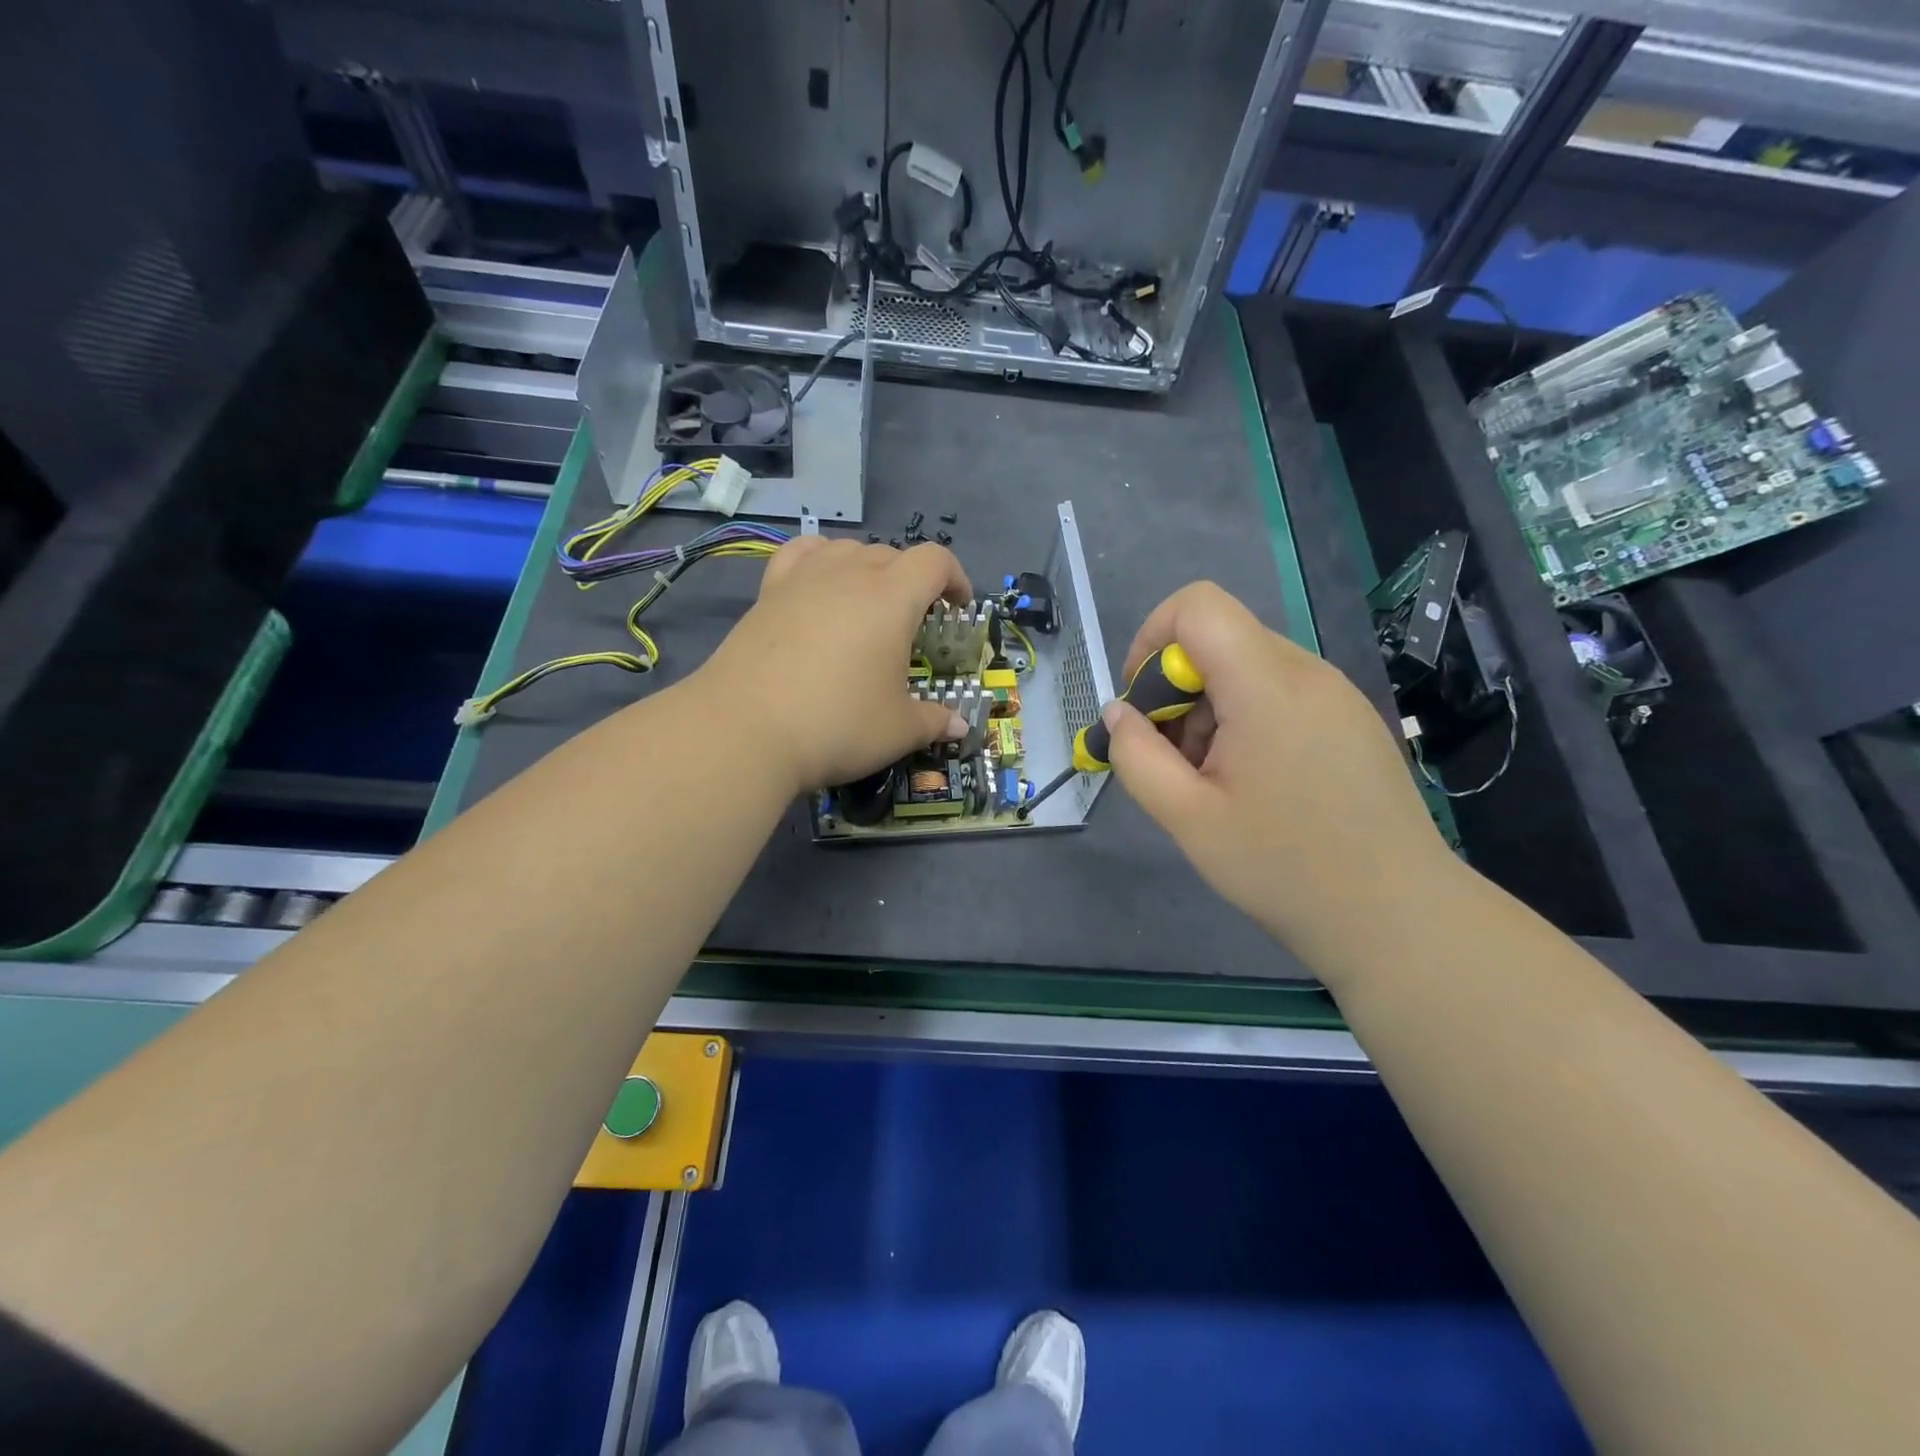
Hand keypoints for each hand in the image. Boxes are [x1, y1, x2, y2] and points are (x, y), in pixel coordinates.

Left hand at [693, 536, 973, 792]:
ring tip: (867, 605)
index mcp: (892, 598)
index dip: (955, 578)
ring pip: (847, 550)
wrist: (745, 730)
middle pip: (892, 555)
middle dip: (912, 582)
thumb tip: (960, 725)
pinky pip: (800, 555)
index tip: (957, 608)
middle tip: (913, 624)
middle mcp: (849, 575)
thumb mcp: (898, 730)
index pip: (934, 561)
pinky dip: (819, 561)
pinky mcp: (768, 593)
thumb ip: (934, 721)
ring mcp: (803, 579)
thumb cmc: (837, 724)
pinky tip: (818, 587)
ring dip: (867, 569)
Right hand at [1105, 581, 1454, 960]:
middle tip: (1174, 760)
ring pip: (1247, 667)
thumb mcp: (1187, 818)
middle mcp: (1308, 672)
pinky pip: (1281, 692)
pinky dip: (1246, 719)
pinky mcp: (1351, 719)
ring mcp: (1337, 694)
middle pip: (1219, 639)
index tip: (1143, 704)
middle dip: (1176, 688)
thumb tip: (1118, 714)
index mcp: (1267, 685)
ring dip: (1209, 709)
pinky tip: (1253, 782)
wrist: (1398, 917)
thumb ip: (1136, 756)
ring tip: (1214, 781)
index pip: (1197, 605)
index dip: (1152, 639)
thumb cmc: (1284, 868)